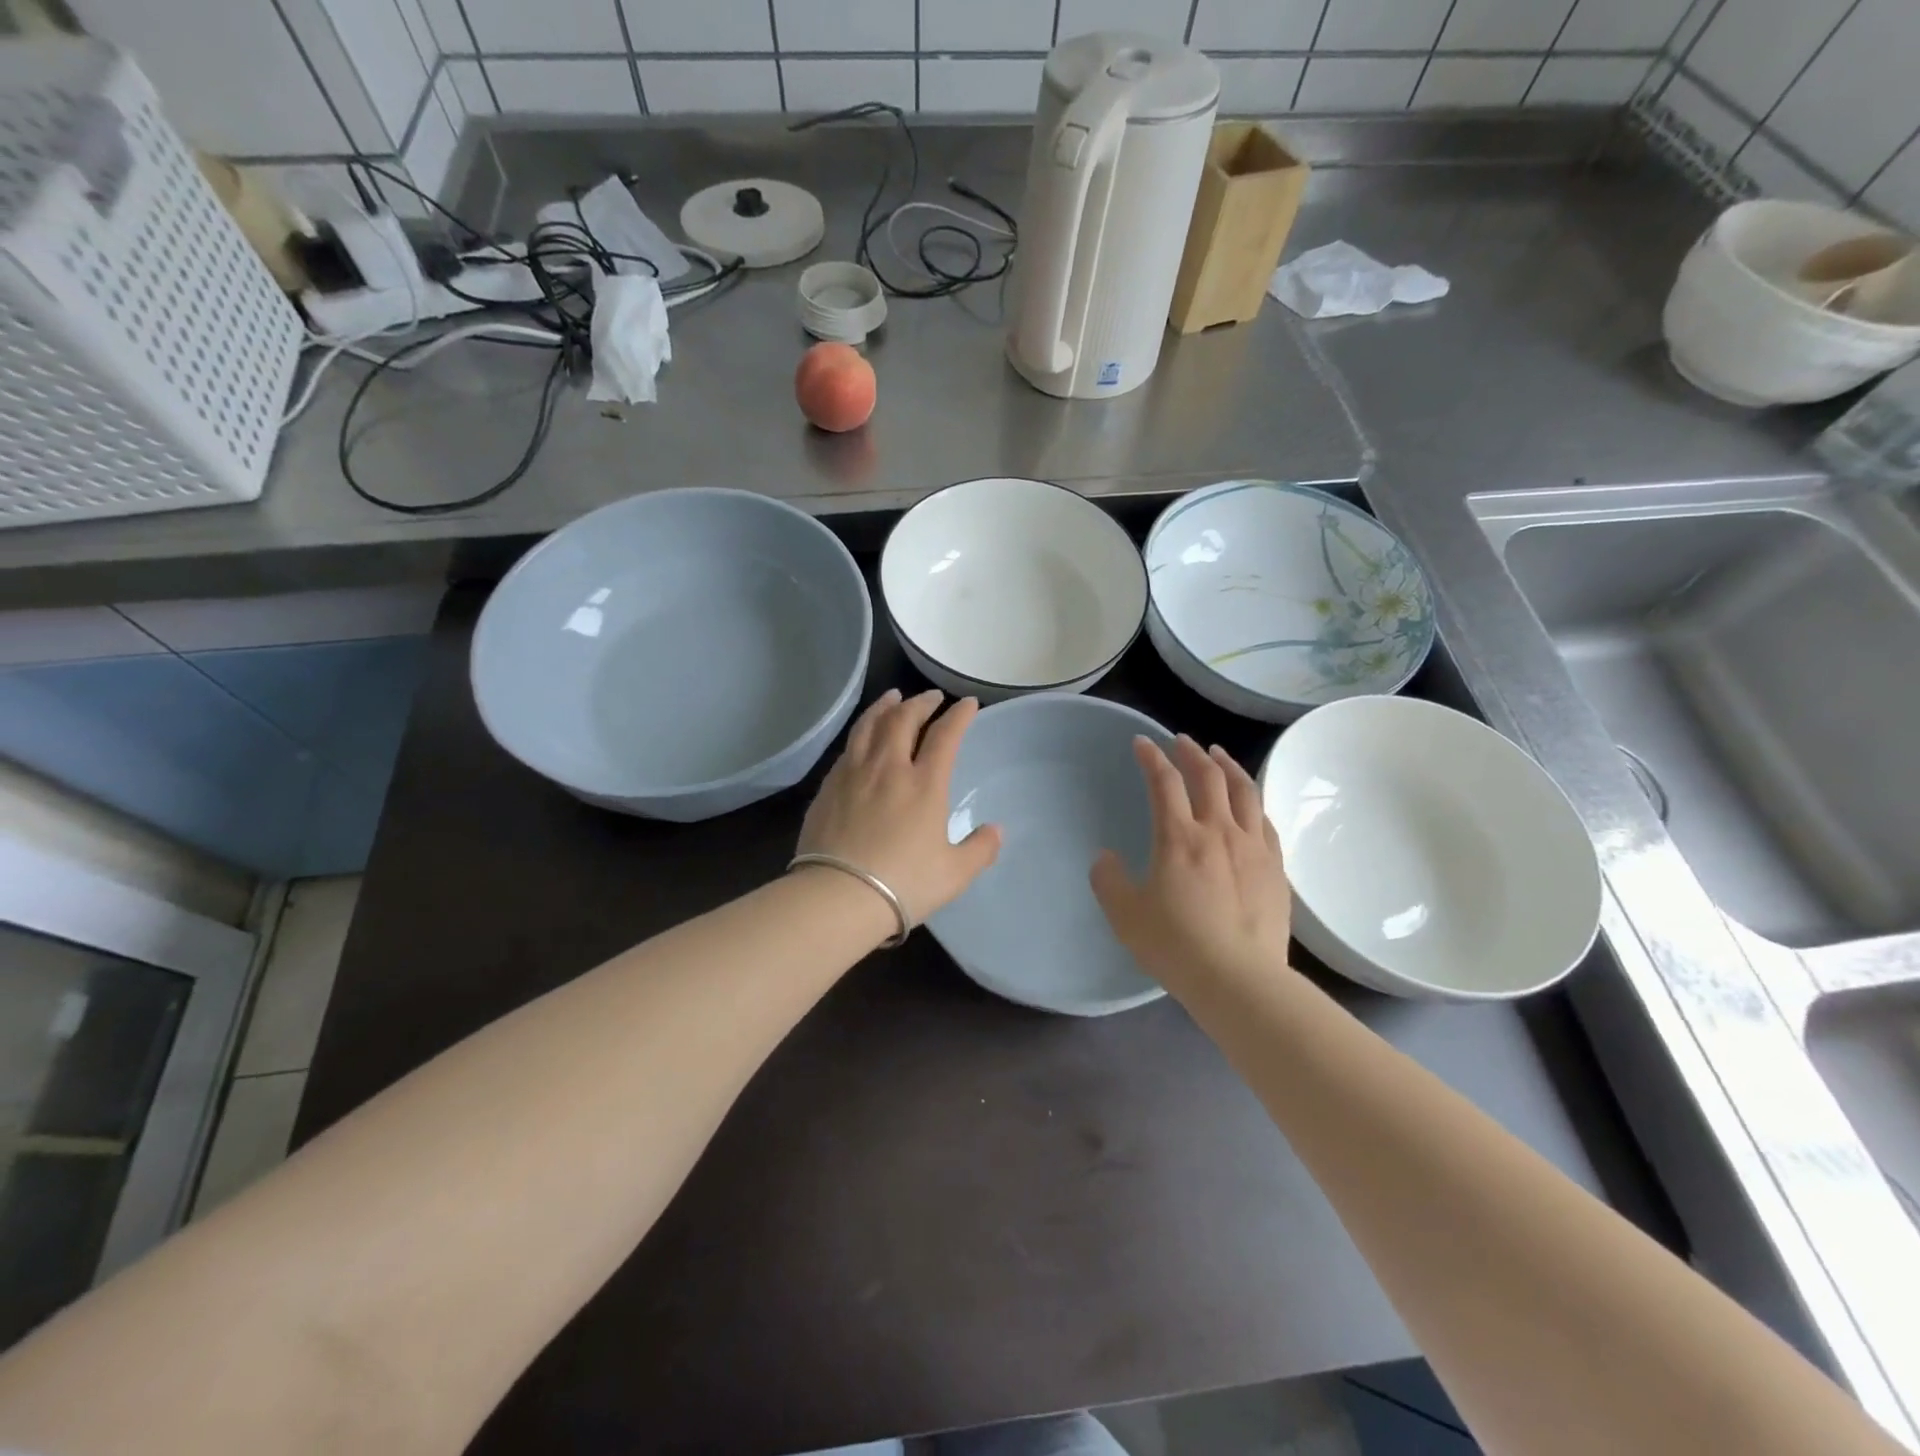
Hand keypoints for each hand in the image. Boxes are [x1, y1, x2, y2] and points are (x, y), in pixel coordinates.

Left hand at [796, 689, 1001, 926]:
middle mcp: (888, 768)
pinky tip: (863, 737)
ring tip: (893, 697)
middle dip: (921, 702)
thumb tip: (996, 830)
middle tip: (932, 697)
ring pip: (870, 725)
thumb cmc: (904, 884)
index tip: (968, 704)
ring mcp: (854, 774)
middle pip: (904, 719)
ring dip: (885, 706)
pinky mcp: (828, 787)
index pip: (945, 736)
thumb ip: (980, 849)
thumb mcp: (954, 874)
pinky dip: (862, 731)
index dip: (959, 715)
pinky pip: (849, 747)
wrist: (838, 896)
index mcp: (924, 784)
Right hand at [1091, 735, 1292, 995]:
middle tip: (1182, 741)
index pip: (1164, 782)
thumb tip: (1105, 858)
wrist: (1239, 980)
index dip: (1151, 757)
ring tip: (1219, 755)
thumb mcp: (1125, 915)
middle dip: (1192, 752)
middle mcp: (1218, 831)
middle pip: (1209, 776)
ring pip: (1244, 792)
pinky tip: (1248, 804)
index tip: (1141, 743)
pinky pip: (1265, 822)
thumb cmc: (1175, 945)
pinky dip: (1252, 802)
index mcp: (1178, 837)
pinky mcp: (1275, 868)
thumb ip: (1108, 881)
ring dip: (1228, 766)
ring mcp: (1252, 848)